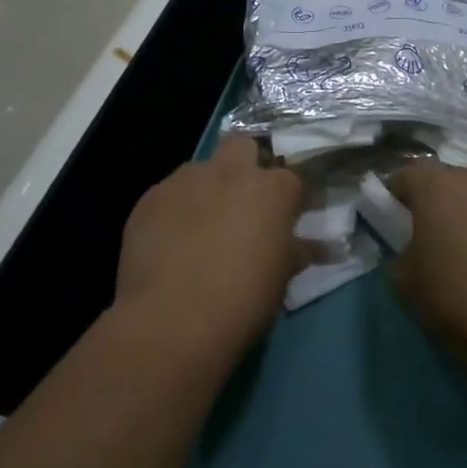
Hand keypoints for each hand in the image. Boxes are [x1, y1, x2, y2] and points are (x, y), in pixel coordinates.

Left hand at [113, 134, 303, 370]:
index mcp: (271, 190)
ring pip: (200, 170)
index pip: (289, 178)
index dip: (286, 198)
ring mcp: (186, 180)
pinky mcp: (150, 198)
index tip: (282, 219)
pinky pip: (167, 196)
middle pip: (242, 146)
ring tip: (198, 230)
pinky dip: (172, 212)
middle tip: (241, 204)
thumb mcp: (280, 279)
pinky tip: (168, 245)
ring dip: (204, 190)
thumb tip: (316, 246)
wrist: (171, 321)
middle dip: (244, 165)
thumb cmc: (242, 301)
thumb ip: (296, 252)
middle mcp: (230, 172)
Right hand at [385, 164, 466, 378]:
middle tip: (440, 242)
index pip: (406, 177)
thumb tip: (410, 252)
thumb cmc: (463, 303)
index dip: (396, 197)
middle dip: (442, 206)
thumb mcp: (409, 288)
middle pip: (450, 183)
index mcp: (437, 187)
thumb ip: (399, 259)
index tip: (394, 219)